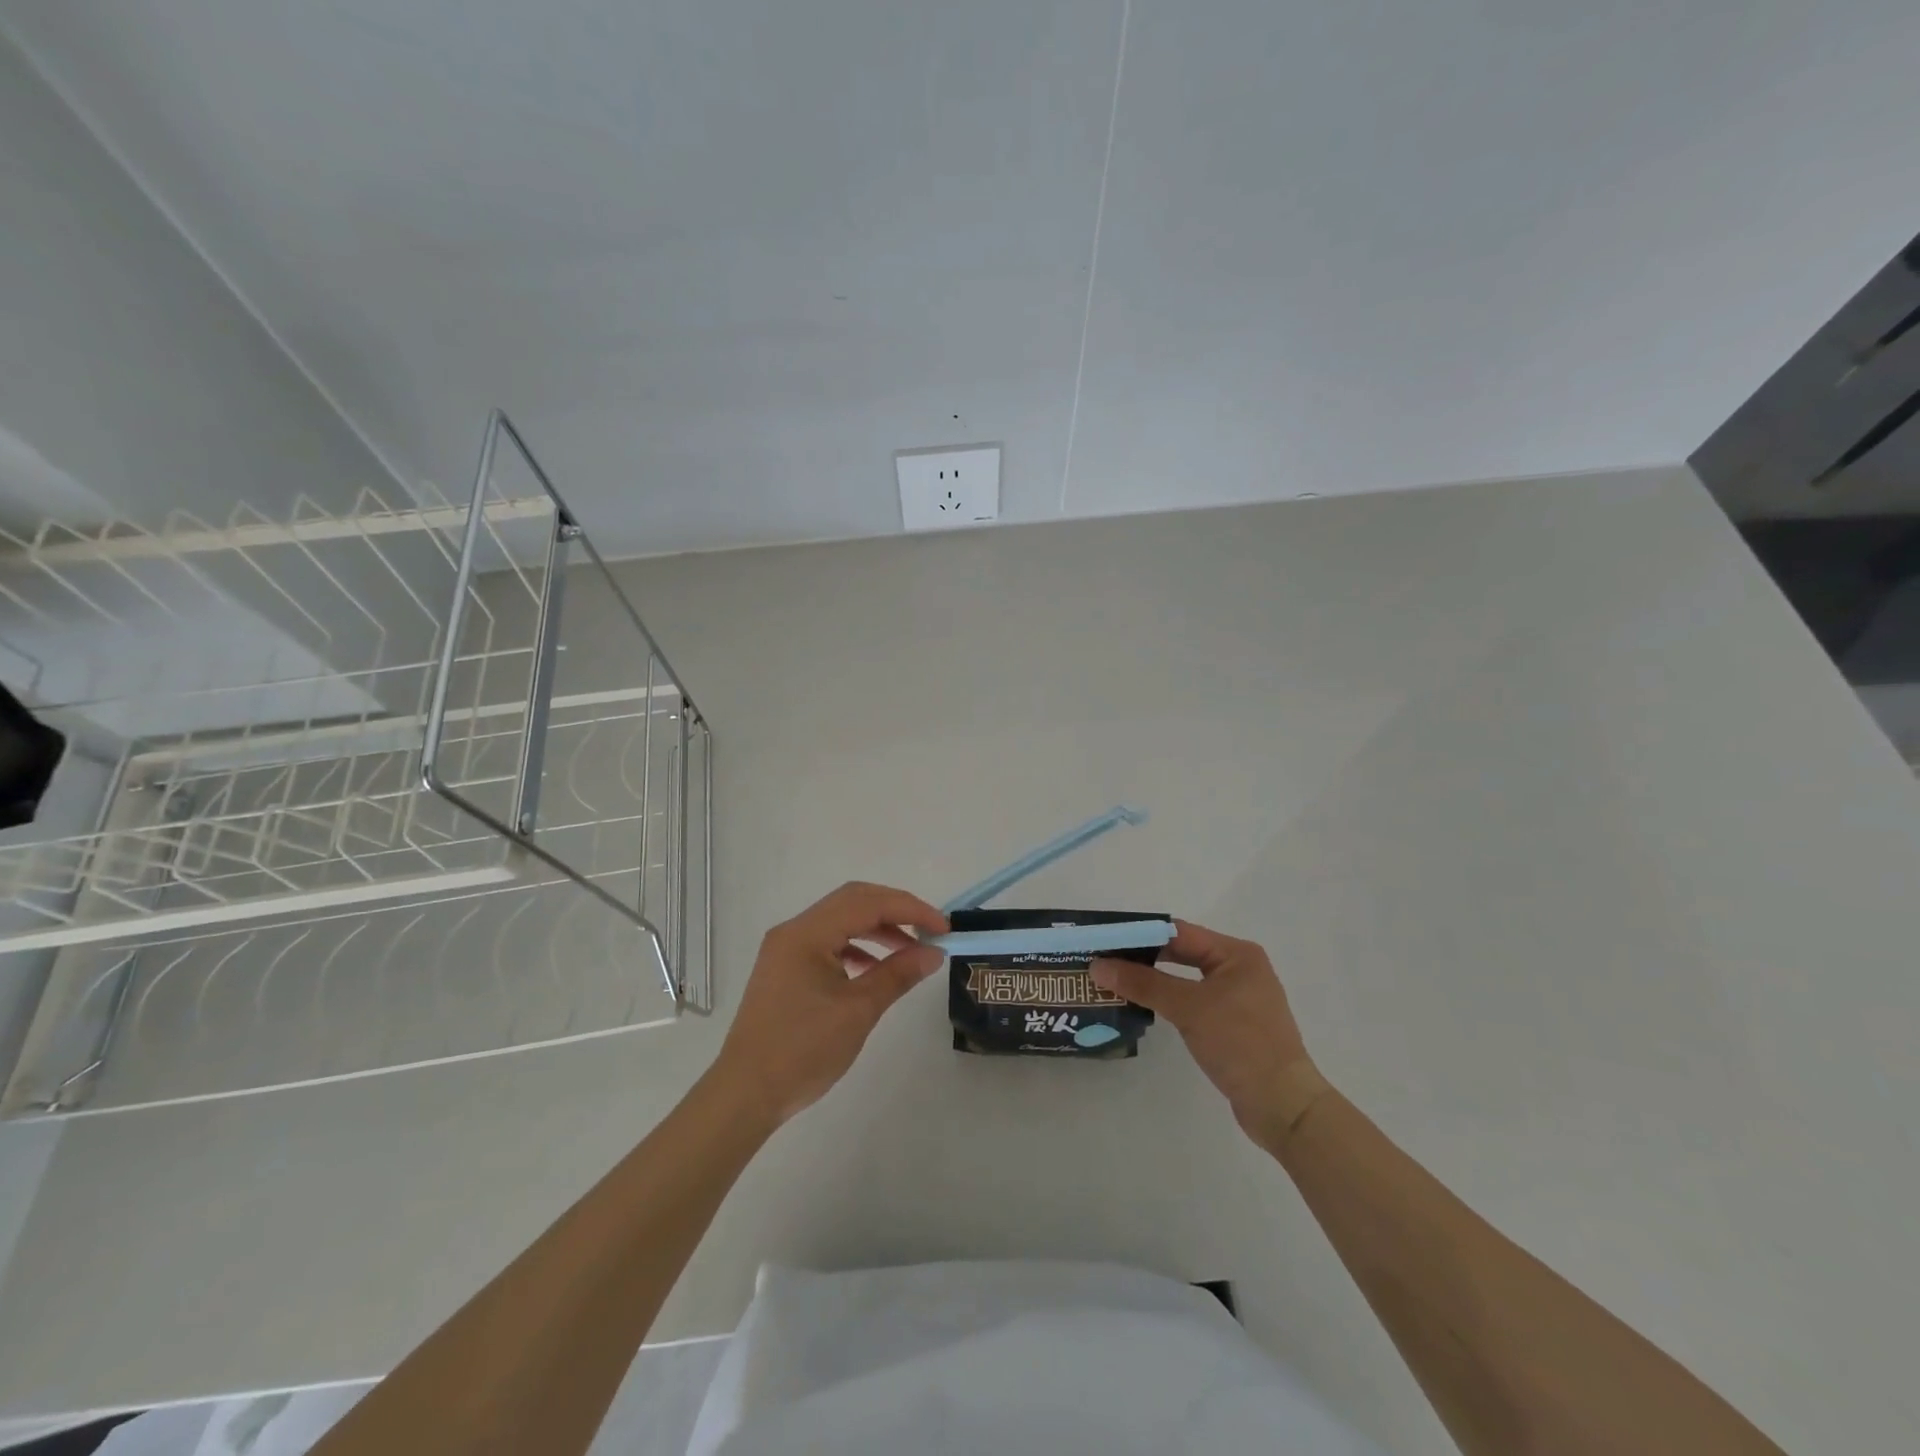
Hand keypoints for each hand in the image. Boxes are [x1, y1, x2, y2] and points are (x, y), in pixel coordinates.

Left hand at [708, 882, 947, 1128]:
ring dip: (877, 929)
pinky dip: (857, 948)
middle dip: (895, 911)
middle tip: (929, 931)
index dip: (910, 909)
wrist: (745, 1095)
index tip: (943, 928)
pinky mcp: (785, 969)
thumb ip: (897, 974)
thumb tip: (933, 953)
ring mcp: (786, 949)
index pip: (867, 903)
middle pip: (853, 902)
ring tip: (910, 952)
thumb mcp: (858, 1011)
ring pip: (841, 921)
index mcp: (807, 933)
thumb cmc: (802, 1051)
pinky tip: (875, 970)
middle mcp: (794, 931)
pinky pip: (828, 943)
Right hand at [1091, 920, 1329, 1149]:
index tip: (1105, 939)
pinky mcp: (1233, 1025)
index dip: (1141, 934)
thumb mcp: (1188, 1008)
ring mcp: (1238, 998)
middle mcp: (1239, 969)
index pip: (1179, 932)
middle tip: (1104, 961)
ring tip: (1114, 982)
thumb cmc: (1240, 1044)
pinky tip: (1142, 1007)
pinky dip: (1168, 1001)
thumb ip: (1143, 983)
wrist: (1283, 1106)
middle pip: (1182, 953)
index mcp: (1236, 954)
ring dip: (1153, 981)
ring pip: (1185, 979)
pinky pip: (1192, 1002)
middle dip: (1143, 957)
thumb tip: (1098, 966)